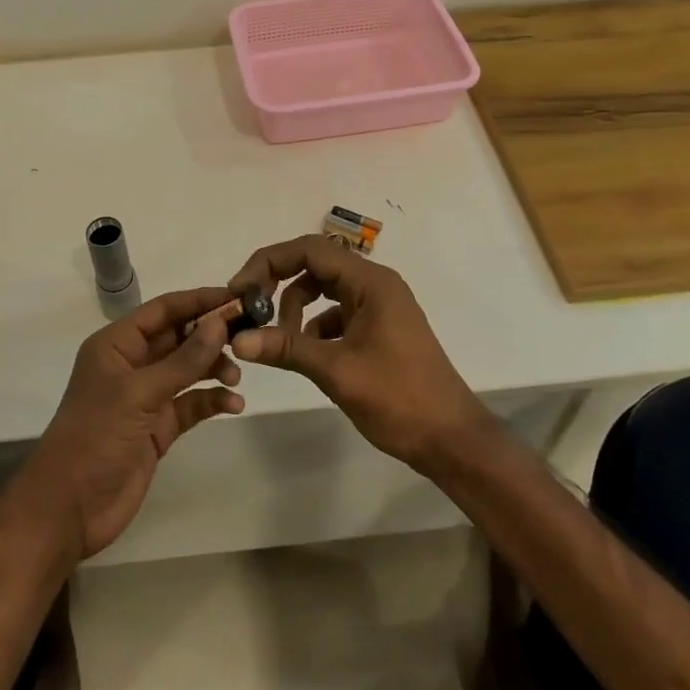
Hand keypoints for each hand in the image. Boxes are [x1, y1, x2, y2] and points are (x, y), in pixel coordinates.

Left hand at [18, 287, 245, 560]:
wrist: (68, 509)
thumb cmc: (95, 436)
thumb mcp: (139, 393)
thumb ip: (183, 360)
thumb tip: (219, 322)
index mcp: (117, 344)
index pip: (163, 310)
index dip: (198, 300)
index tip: (236, 297)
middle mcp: (132, 364)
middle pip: (178, 337)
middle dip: (211, 335)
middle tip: (247, 335)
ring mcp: (146, 397)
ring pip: (188, 370)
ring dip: (213, 368)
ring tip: (236, 376)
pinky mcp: (158, 428)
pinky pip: (190, 404)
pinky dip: (211, 401)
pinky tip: (233, 404)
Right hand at [227, 235, 492, 470]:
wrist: (452, 440)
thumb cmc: (399, 399)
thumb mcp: (337, 371)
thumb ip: (287, 348)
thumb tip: (237, 339)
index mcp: (370, 281)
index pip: (309, 250)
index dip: (269, 262)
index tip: (240, 289)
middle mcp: (375, 284)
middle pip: (314, 265)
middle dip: (278, 285)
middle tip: (250, 312)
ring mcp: (379, 306)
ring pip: (323, 289)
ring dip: (295, 308)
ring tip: (279, 340)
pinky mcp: (379, 328)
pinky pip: (336, 313)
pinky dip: (314, 327)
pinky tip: (306, 354)